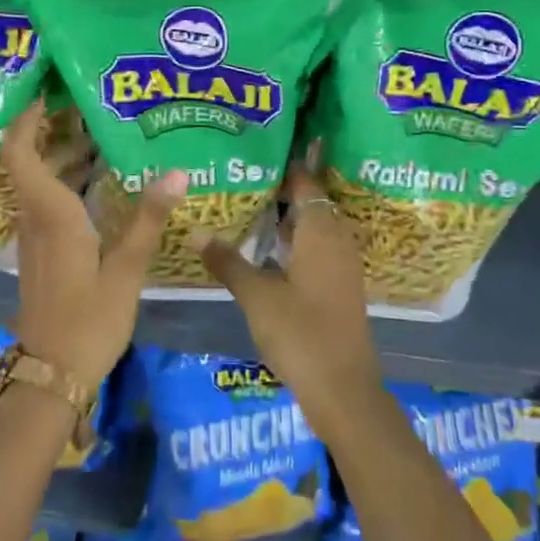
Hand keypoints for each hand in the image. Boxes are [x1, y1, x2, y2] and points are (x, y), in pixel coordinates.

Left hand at [2, 101, 186, 389]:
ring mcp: (33, 236)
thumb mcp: (125, 269)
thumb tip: (177, 172)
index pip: (19, 151)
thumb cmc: (88, 320)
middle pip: (27, 159)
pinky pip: (45, 201)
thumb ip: (148, 219)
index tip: (48, 91)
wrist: (51, 373)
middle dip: (49, 128)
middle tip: (86, 104)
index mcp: (50, 213)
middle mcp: (34, 217)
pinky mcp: (40, 252)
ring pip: (37, 181)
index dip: (25, 118)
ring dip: (58, 154)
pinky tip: (97, 183)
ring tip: (98, 133)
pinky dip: (64, 181)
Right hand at [195, 165, 382, 424]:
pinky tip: (270, 249)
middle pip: (312, 202)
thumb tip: (196, 230)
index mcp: (321, 232)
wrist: (343, 390)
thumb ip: (228, 261)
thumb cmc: (300, 333)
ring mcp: (342, 265)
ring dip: (289, 217)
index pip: (307, 183)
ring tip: (253, 205)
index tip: (262, 150)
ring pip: (315, 227)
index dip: (288, 166)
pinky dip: (296, 240)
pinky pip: (318, 248)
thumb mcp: (257, 296)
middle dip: (284, 189)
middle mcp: (337, 241)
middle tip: (247, 176)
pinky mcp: (340, 286)